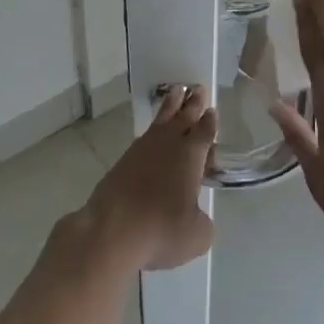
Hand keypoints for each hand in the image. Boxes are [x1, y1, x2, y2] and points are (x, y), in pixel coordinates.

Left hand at [80, 84, 216, 270]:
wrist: (110, 232)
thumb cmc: (161, 229)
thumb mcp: (196, 235)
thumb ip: (203, 223)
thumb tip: (198, 219)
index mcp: (191, 155)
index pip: (205, 131)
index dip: (210, 121)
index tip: (213, 111)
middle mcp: (169, 145)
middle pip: (184, 116)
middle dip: (194, 103)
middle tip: (199, 88)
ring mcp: (142, 150)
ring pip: (161, 120)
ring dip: (171, 105)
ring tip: (176, 92)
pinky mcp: (122, 162)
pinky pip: (144, 137)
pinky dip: (152, 129)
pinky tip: (152, 132)